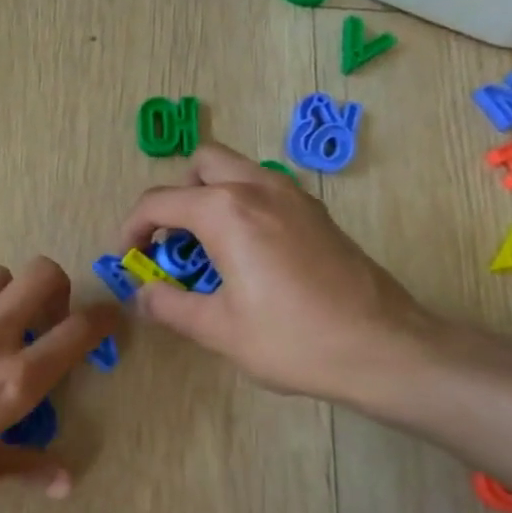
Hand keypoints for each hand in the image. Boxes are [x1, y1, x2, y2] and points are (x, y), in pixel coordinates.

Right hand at [117, 141, 434, 403]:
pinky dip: (240, 207)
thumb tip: (141, 296)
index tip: (127, 259)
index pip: (159, 202)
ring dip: (209, 197)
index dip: (131, 229)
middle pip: (201, 164)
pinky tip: (245, 257)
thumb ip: (169, 306)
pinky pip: (264, 190)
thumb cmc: (293, 340)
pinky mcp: (317, 214)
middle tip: (170, 242)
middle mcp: (259, 189)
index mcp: (226, 212)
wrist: (384, 348)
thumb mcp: (218, 329)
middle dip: (175, 196)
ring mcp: (294, 197)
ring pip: (236, 172)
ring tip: (204, 250)